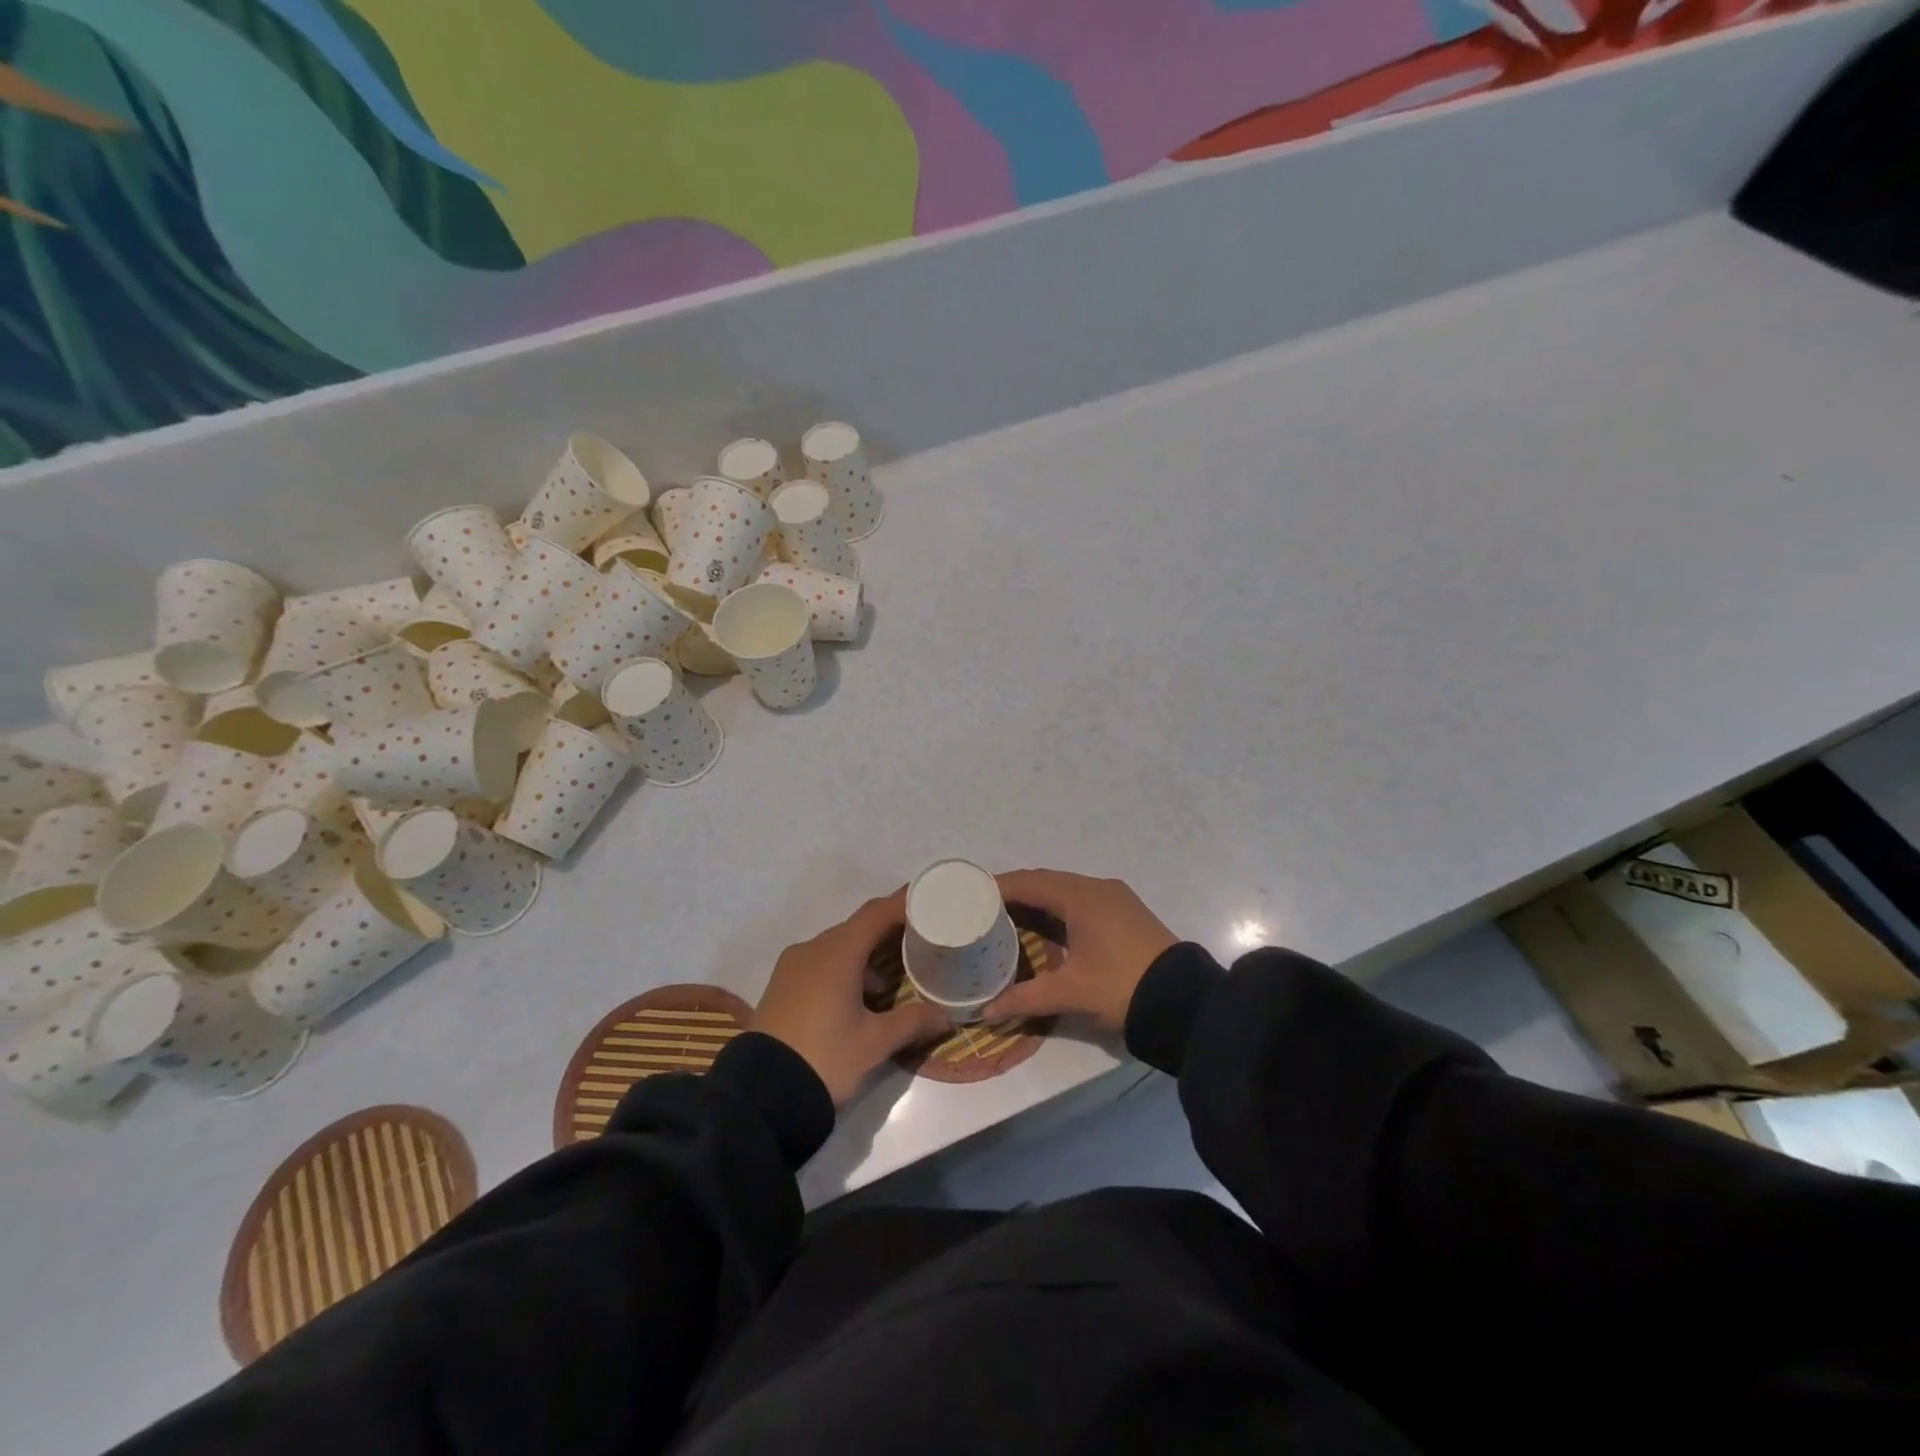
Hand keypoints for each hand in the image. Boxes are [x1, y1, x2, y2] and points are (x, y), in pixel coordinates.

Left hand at [752, 889, 952, 1106]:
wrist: (760, 1095)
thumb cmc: (825, 1057)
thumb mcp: (875, 1043)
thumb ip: (912, 1022)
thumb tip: (945, 1015)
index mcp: (838, 952)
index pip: (876, 913)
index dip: (903, 903)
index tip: (928, 899)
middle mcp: (813, 949)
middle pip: (857, 928)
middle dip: (888, 932)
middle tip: (919, 941)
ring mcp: (792, 967)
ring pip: (837, 948)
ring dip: (865, 956)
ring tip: (891, 981)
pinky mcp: (781, 986)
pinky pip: (819, 964)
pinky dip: (844, 970)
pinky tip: (858, 1000)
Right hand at [983, 871, 1177, 1031]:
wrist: (1185, 1002)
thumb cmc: (1122, 987)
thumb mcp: (1071, 993)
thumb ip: (1024, 998)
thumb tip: (984, 1011)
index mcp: (1081, 896)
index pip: (1028, 882)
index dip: (996, 887)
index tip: (968, 897)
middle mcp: (1096, 887)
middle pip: (1045, 881)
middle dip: (1013, 893)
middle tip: (981, 910)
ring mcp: (1114, 898)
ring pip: (1064, 890)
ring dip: (1036, 900)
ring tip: (1005, 919)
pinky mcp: (1125, 912)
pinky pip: (1080, 900)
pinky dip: (1056, 908)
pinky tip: (1043, 928)